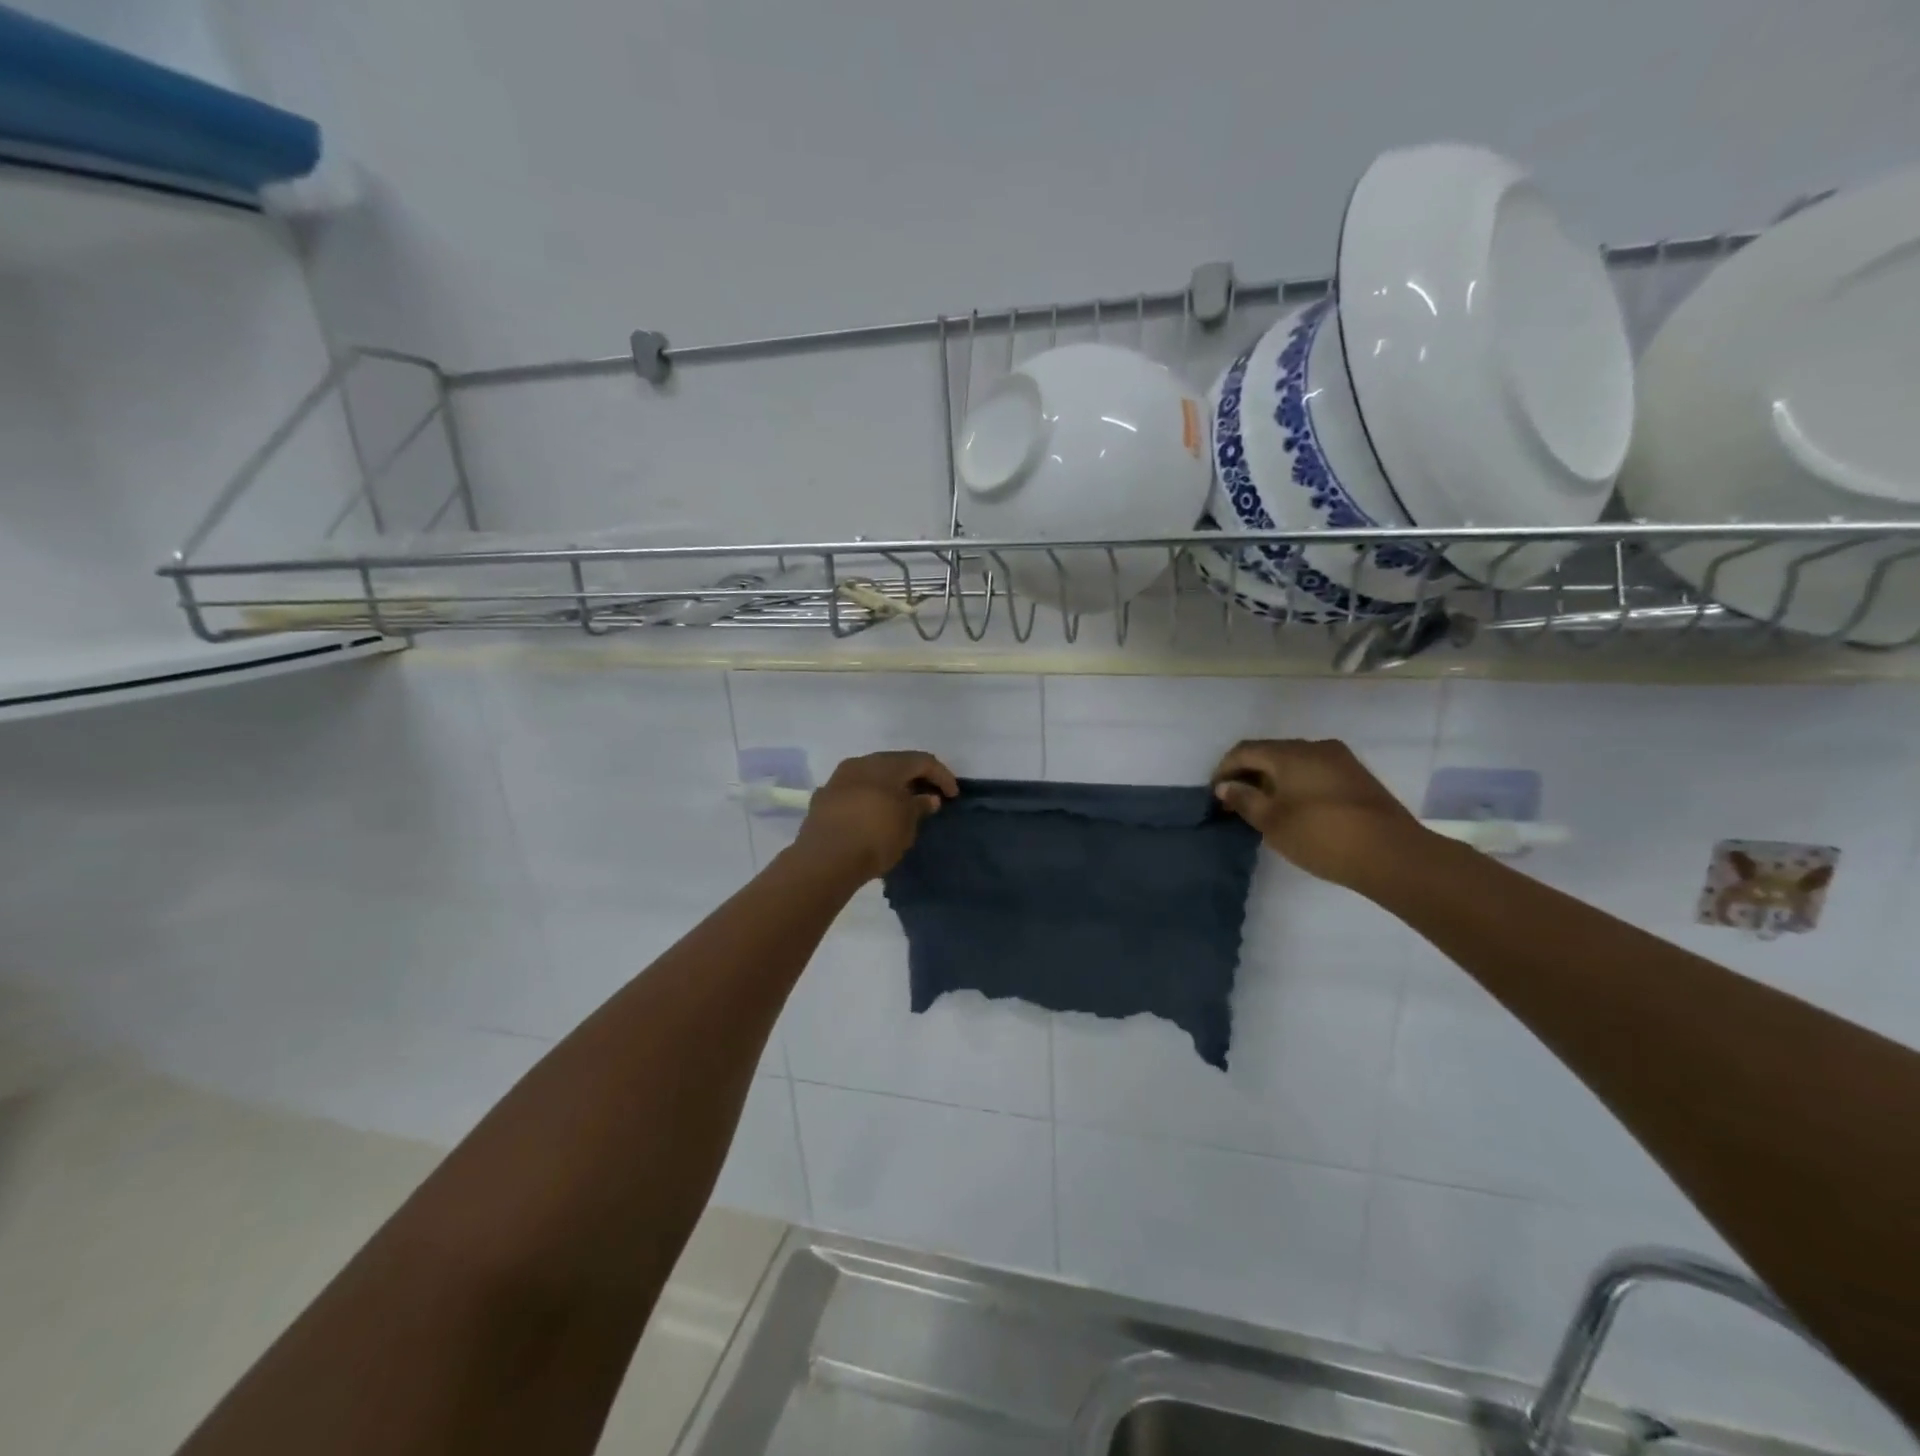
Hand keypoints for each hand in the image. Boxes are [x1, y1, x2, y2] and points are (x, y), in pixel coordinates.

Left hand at [793, 751, 959, 881]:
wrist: (825, 859)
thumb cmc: (875, 836)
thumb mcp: (907, 824)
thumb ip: (919, 806)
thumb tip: (928, 798)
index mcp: (886, 764)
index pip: (921, 761)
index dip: (941, 776)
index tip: (953, 796)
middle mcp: (860, 763)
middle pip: (894, 764)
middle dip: (914, 778)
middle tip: (928, 797)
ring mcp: (838, 780)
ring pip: (871, 776)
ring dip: (889, 787)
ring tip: (901, 806)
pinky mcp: (823, 799)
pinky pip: (854, 791)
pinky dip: (869, 799)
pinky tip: (874, 815)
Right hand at [1211, 739, 1420, 887]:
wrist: (1392, 854)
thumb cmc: (1322, 835)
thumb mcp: (1273, 822)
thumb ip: (1245, 800)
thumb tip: (1225, 786)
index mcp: (1290, 753)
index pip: (1244, 750)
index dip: (1224, 769)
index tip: (1215, 794)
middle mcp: (1314, 747)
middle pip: (1270, 752)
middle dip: (1248, 773)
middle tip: (1236, 801)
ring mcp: (1340, 759)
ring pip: (1294, 761)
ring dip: (1272, 778)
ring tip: (1263, 806)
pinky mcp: (1356, 776)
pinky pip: (1314, 770)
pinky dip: (1295, 782)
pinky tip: (1294, 807)